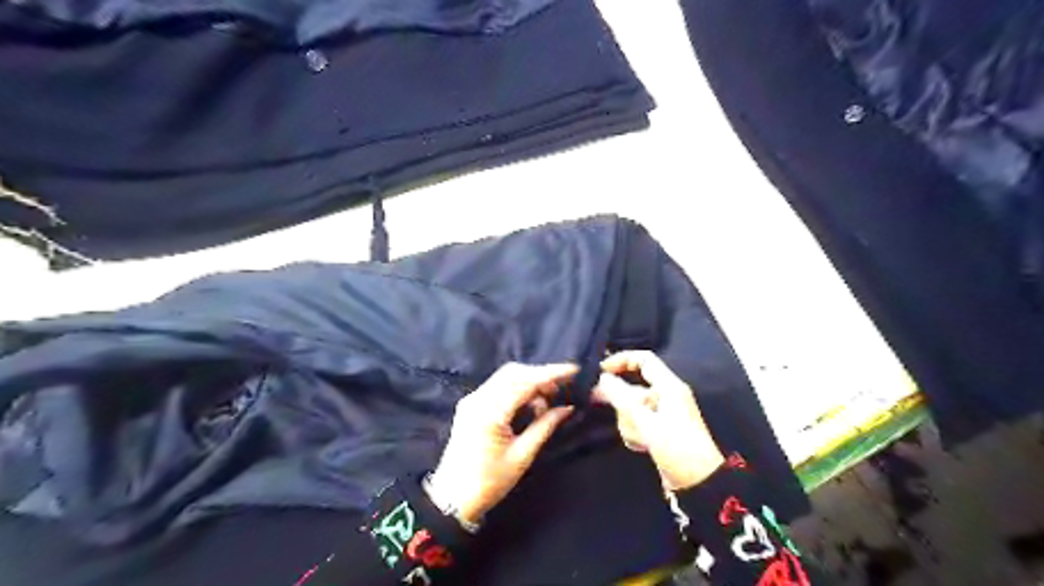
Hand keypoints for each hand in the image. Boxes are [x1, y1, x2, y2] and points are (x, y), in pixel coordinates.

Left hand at [431, 363, 578, 524]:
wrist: (451, 500)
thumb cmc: (489, 483)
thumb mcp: (522, 456)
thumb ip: (545, 427)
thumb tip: (567, 408)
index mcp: (490, 412)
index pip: (525, 382)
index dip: (551, 373)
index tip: (573, 369)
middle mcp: (478, 399)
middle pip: (514, 373)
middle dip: (540, 376)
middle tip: (560, 390)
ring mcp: (472, 400)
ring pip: (506, 377)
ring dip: (528, 382)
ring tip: (547, 401)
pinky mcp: (470, 405)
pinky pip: (497, 387)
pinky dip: (516, 389)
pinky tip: (529, 404)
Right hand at [591, 352, 722, 488]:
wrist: (699, 484)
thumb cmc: (676, 447)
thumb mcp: (646, 422)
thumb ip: (621, 398)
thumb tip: (603, 378)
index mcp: (669, 386)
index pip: (643, 360)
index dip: (621, 360)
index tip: (600, 372)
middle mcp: (666, 396)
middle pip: (634, 388)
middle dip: (623, 403)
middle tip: (608, 411)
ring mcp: (663, 414)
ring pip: (633, 408)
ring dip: (629, 422)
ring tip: (638, 438)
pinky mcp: (660, 430)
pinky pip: (639, 422)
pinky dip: (636, 432)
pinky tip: (640, 446)